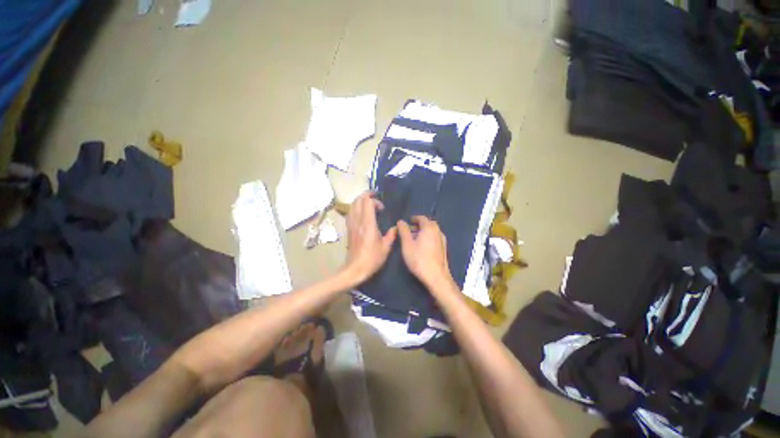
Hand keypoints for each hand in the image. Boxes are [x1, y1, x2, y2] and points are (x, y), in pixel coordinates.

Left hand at [343, 192, 396, 283]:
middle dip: (366, 195)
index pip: (367, 202)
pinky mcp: (348, 229)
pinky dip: (355, 208)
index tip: (382, 208)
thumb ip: (392, 235)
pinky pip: (350, 213)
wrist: (355, 269)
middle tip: (376, 198)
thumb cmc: (372, 258)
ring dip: (360, 201)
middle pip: (358, 200)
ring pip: (352, 205)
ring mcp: (351, 224)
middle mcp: (358, 221)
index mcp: (368, 224)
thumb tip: (396, 227)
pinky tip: (361, 213)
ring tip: (369, 204)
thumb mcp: (386, 247)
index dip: (375, 200)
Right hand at [397, 216, 452, 287]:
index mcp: (429, 227)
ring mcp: (442, 240)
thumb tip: (401, 221)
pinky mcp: (443, 249)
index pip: (421, 218)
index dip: (413, 218)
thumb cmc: (419, 259)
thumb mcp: (407, 244)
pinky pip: (434, 238)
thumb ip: (403, 231)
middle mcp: (438, 231)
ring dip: (423, 232)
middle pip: (428, 224)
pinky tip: (422, 246)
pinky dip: (428, 238)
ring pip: (432, 231)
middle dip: (418, 225)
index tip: (407, 222)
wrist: (436, 277)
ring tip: (414, 238)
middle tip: (409, 230)